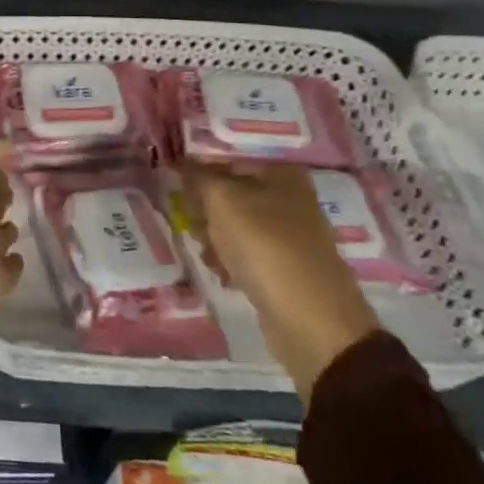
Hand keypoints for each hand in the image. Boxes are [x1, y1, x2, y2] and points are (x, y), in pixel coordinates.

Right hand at [182, 163, 379, 404]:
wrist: (312, 322)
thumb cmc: (266, 247)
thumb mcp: (223, 201)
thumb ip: (197, 177)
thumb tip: (178, 164)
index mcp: (281, 173)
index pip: (226, 160)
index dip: (196, 172)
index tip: (172, 187)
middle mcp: (289, 198)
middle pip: (230, 193)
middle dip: (204, 209)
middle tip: (191, 224)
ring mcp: (289, 235)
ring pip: (235, 225)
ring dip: (213, 237)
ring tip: (206, 252)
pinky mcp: (285, 268)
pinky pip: (246, 254)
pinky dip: (230, 261)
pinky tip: (220, 273)